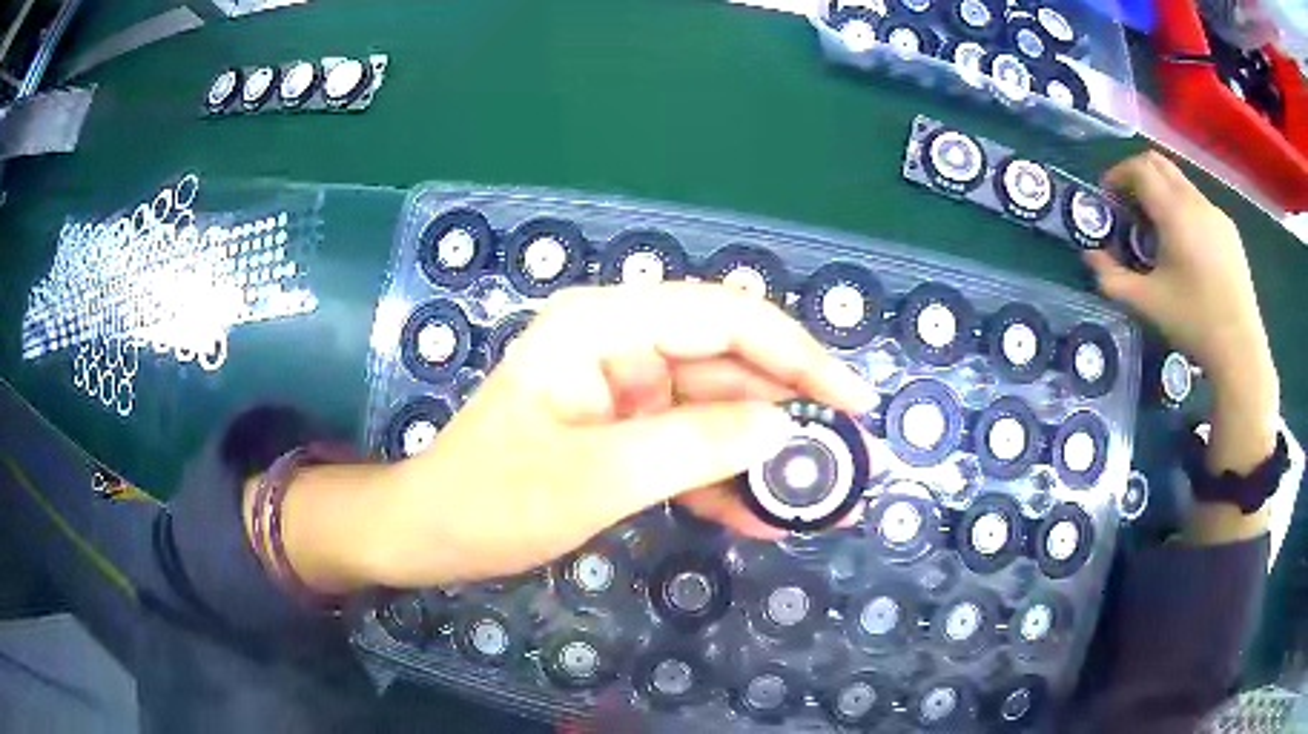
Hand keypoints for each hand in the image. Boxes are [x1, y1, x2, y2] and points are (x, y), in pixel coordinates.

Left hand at [327, 284, 875, 589]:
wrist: (432, 533)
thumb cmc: (491, 500)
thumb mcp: (594, 478)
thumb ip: (693, 447)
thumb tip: (785, 431)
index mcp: (603, 326)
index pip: (724, 318)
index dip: (798, 355)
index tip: (853, 401)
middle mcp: (621, 344)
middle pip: (729, 365)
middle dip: (790, 415)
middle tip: (845, 464)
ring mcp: (624, 391)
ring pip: (717, 413)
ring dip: (764, 456)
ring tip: (818, 502)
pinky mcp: (624, 433)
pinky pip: (688, 447)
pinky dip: (723, 480)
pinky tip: (761, 516)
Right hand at [1083, 151, 1270, 386]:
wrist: (1240, 348)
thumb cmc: (1193, 322)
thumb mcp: (1147, 303)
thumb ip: (1112, 278)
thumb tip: (1090, 257)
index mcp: (1174, 211)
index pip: (1139, 168)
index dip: (1118, 174)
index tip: (1108, 196)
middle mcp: (1195, 200)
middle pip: (1160, 163)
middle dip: (1137, 174)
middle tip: (1128, 203)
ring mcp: (1216, 213)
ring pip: (1181, 182)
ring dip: (1162, 192)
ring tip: (1158, 228)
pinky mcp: (1229, 230)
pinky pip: (1199, 203)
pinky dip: (1183, 209)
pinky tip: (1186, 245)